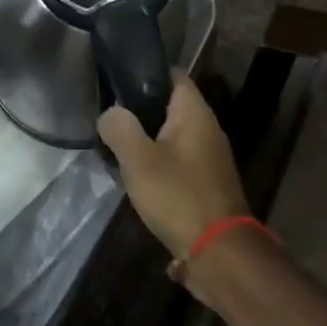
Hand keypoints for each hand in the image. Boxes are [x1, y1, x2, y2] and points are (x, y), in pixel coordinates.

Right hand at [97, 75, 247, 257]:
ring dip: (146, 141)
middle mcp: (207, 130)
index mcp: (195, 114)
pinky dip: (156, 164)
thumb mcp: (139, 160)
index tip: (116, 78)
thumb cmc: (179, 197)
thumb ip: (120, 129)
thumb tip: (110, 113)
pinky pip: (176, 162)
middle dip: (139, 110)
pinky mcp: (206, 184)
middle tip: (107, 118)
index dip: (145, 72)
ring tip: (114, 148)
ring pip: (171, 137)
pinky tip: (135, 178)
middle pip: (169, 106)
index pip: (173, 75)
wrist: (219, 253)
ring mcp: (209, 158)